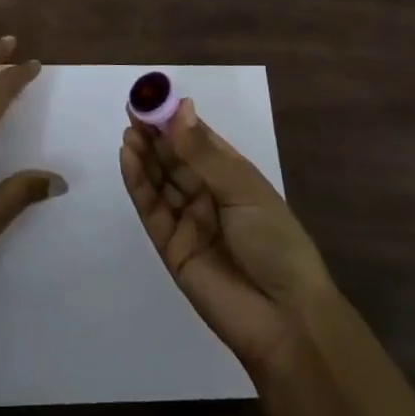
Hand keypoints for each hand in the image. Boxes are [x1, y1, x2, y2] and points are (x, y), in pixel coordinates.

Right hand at [121, 97, 332, 375]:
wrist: (285, 319)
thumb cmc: (275, 242)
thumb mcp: (243, 189)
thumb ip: (203, 153)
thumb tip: (180, 108)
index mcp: (233, 177)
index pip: (198, 140)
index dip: (175, 119)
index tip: (152, 97)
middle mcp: (208, 194)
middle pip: (174, 158)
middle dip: (154, 134)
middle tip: (133, 110)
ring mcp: (188, 221)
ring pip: (159, 180)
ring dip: (143, 155)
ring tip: (129, 131)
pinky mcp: (170, 247)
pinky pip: (151, 209)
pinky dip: (138, 183)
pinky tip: (128, 158)